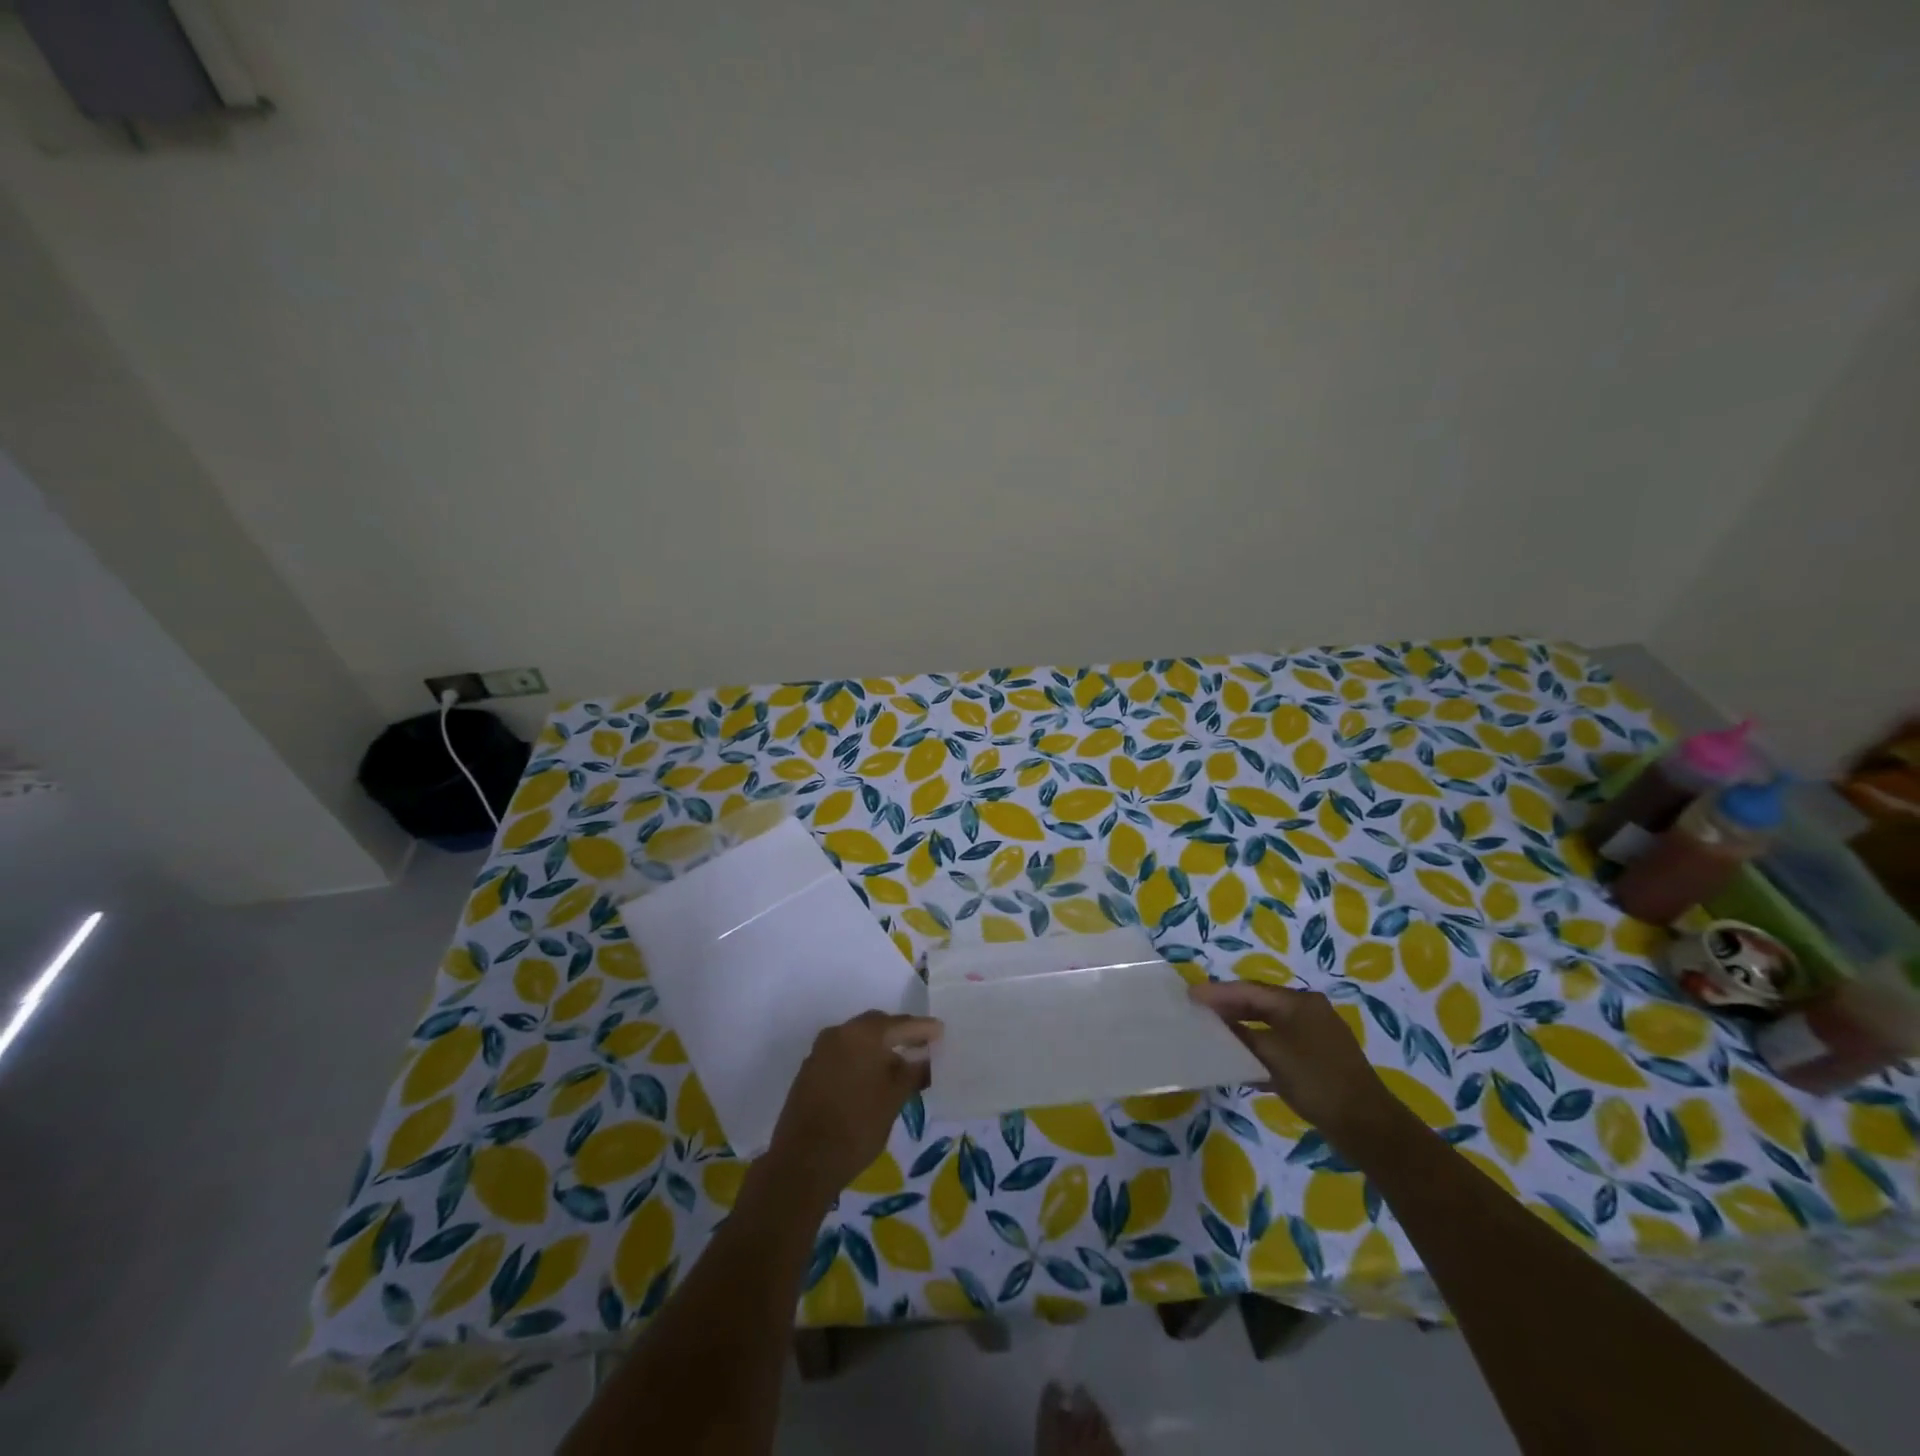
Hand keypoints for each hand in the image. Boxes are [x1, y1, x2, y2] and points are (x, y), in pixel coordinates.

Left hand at [765, 1010, 941, 1203]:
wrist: (803, 1162)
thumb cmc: (857, 1126)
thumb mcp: (894, 1099)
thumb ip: (913, 1073)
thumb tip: (926, 1059)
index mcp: (863, 1033)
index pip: (901, 1023)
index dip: (923, 1029)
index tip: (940, 1032)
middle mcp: (839, 1033)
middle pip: (877, 1026)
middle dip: (900, 1034)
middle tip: (922, 1046)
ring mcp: (821, 1051)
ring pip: (858, 1040)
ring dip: (879, 1048)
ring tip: (899, 1065)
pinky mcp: (810, 1070)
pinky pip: (843, 1054)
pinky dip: (861, 1060)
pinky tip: (872, 1078)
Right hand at [1189, 982, 1399, 1151]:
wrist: (1367, 1127)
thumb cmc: (1317, 1082)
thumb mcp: (1273, 1056)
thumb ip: (1242, 1036)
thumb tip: (1216, 1024)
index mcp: (1299, 1003)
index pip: (1249, 990)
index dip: (1218, 993)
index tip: (1190, 996)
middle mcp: (1307, 1011)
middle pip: (1259, 1004)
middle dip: (1228, 1008)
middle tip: (1197, 1012)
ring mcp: (1314, 1036)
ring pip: (1268, 1025)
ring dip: (1241, 1029)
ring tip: (1212, 1033)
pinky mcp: (1317, 1059)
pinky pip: (1279, 1045)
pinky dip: (1258, 1049)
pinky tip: (1240, 1061)